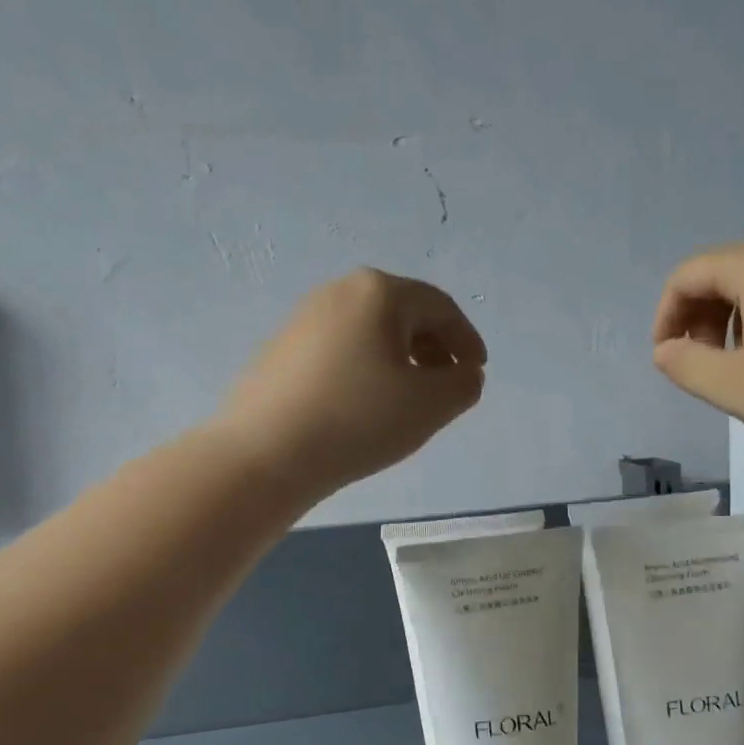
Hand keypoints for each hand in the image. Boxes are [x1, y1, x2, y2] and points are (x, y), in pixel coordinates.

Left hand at [218, 268, 485, 496]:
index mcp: (379, 293)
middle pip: (403, 313)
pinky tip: (365, 404)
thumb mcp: (431, 405)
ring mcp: (305, 318)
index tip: (477, 372)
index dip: (467, 340)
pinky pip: (342, 349)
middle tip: (446, 384)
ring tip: (409, 398)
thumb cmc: (358, 419)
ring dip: (400, 359)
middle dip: (434, 347)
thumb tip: (464, 373)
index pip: (440, 308)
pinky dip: (367, 368)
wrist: (265, 452)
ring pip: (370, 332)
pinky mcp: (282, 348)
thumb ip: (464, 384)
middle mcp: (340, 292)